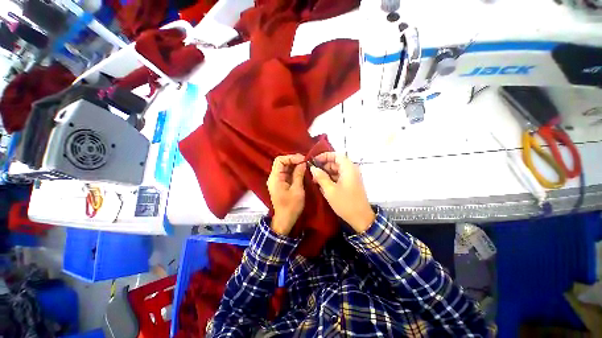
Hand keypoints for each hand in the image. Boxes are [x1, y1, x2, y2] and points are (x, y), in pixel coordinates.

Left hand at [267, 154, 306, 235]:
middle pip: (281, 162)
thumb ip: (299, 174)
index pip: (279, 160)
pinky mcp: (281, 184)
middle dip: (293, 160)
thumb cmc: (291, 206)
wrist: (285, 220)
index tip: (303, 159)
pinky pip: (286, 173)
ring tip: (305, 164)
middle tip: (306, 161)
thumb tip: (303, 163)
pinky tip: (301, 170)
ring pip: (284, 167)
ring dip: (294, 164)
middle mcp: (274, 177)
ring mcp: (277, 180)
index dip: (291, 157)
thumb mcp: (297, 190)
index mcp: (275, 178)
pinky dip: (294, 170)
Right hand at [309, 152, 374, 232]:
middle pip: (336, 162)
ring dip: (326, 174)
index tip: (314, 161)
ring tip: (316, 181)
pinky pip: (339, 177)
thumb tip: (313, 168)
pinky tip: (323, 186)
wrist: (361, 218)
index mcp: (348, 168)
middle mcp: (351, 170)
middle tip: (313, 174)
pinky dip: (331, 179)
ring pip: (336, 170)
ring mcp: (351, 177)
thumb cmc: (345, 203)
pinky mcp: (350, 183)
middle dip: (323, 166)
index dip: (324, 156)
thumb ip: (321, 177)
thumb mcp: (330, 190)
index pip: (336, 155)